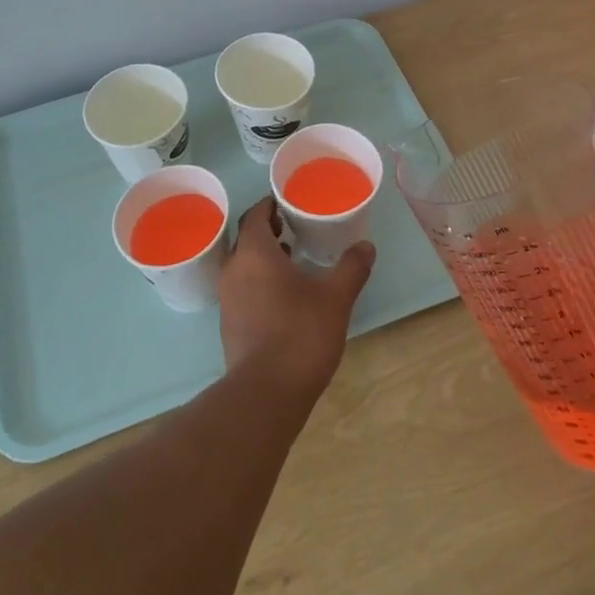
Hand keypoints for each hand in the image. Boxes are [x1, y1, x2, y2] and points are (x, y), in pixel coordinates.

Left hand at [218, 198, 375, 401]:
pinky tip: (284, 294)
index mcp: (254, 253)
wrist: (266, 392)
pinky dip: (260, 280)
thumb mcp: (335, 297)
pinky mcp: (230, 323)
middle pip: (247, 238)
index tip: (291, 201)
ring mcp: (228, 299)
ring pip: (244, 264)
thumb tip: (366, 245)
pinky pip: (243, 288)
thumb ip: (351, 267)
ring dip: (265, 256)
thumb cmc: (300, 333)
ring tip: (294, 256)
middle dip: (269, 229)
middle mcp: (234, 270)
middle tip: (296, 225)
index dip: (271, 204)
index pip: (256, 215)